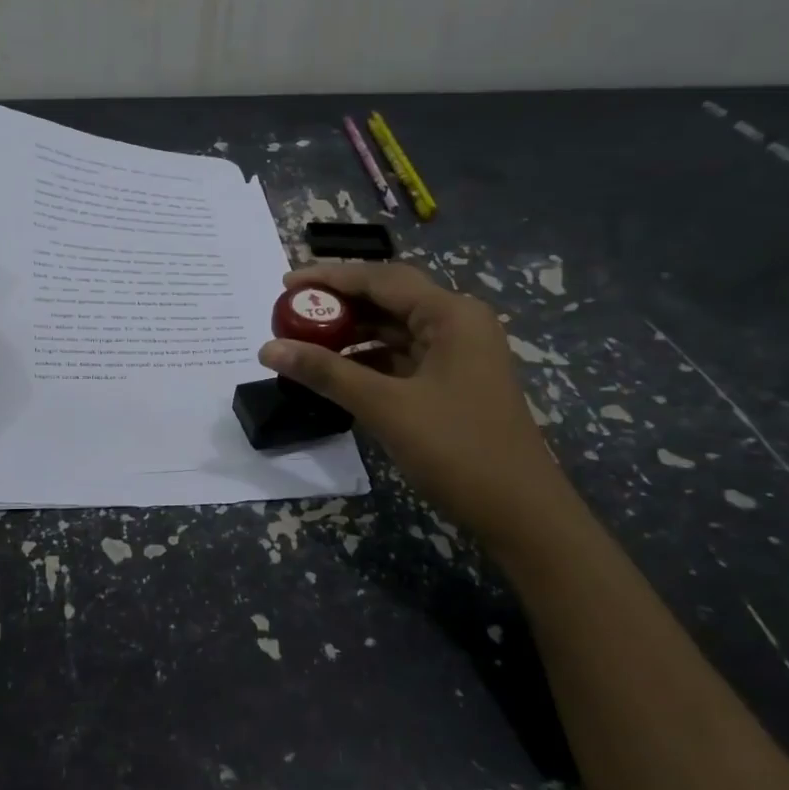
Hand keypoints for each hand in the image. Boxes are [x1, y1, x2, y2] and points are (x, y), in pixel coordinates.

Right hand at [259, 262, 575, 550]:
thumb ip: (326, 372)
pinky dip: (367, 361)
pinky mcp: (451, 384)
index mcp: (451, 315)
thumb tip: (268, 348)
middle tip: (290, 311)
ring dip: (351, 334)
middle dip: (338, 305)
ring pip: (394, 331)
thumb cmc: (457, 449)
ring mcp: (457, 355)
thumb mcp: (385, 407)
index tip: (285, 282)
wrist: (520, 512)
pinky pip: (401, 359)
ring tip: (303, 341)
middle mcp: (457, 324)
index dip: (330, 277)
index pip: (381, 279)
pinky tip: (335, 373)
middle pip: (388, 300)